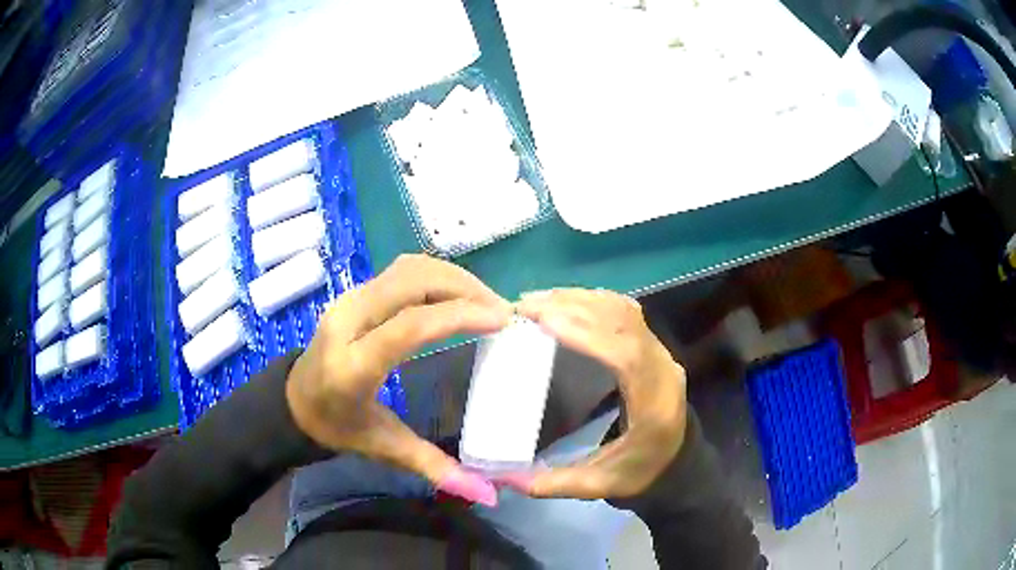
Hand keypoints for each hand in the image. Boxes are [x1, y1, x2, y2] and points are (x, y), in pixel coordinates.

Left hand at [286, 254, 510, 505]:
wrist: (294, 400)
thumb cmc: (338, 427)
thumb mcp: (383, 448)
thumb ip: (432, 467)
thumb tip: (484, 493)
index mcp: (352, 365)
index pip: (409, 326)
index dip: (459, 316)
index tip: (501, 320)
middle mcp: (347, 321)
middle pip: (411, 283)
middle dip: (464, 289)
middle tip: (501, 311)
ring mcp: (349, 300)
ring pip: (408, 269)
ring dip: (453, 278)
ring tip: (485, 302)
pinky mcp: (354, 293)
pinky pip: (402, 271)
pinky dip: (436, 276)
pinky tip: (457, 295)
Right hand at [509, 288, 687, 498]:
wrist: (678, 461)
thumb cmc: (642, 472)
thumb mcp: (601, 486)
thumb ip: (556, 484)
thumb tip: (505, 478)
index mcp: (654, 404)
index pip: (627, 356)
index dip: (588, 333)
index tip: (545, 320)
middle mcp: (662, 369)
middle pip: (624, 323)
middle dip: (574, 308)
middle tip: (526, 306)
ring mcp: (660, 352)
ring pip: (625, 311)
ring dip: (581, 300)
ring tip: (538, 300)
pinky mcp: (653, 346)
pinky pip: (626, 313)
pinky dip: (594, 302)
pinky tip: (566, 302)